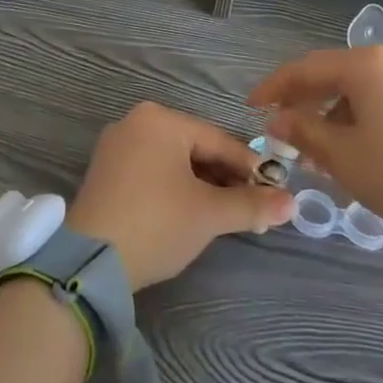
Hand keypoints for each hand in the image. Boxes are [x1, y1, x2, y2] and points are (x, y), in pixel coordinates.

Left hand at [67, 102, 295, 290]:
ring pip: (173, 162)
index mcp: (160, 119)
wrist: (90, 263)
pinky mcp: (105, 172)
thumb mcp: (209, 214)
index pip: (218, 140)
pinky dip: (175, 189)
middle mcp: (135, 123)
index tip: (274, 192)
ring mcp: (116, 147)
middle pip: (195, 149)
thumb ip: (251, 205)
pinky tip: (190, 213)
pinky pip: (152, 171)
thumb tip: (292, 203)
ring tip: (225, 215)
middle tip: (251, 208)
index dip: (249, 168)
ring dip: (202, 186)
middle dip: (225, 179)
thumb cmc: (157, 224)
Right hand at [249, 46, 382, 268]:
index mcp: (364, 65)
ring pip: (359, 92)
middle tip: (283, 133)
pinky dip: (360, 122)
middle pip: (333, 76)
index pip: (305, 69)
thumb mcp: (342, 156)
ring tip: (318, 154)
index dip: (274, 88)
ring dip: (332, 117)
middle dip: (304, 105)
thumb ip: (303, 132)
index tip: (251, 107)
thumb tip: (276, 120)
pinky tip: (355, 152)